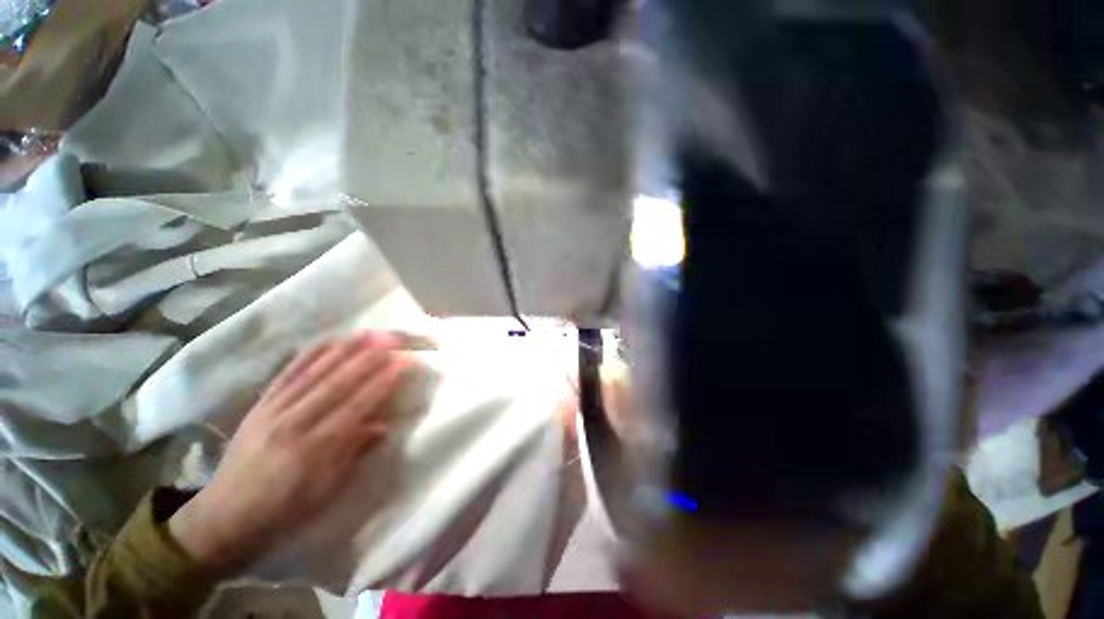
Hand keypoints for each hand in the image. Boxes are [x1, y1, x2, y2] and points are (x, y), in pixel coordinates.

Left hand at [169, 331, 408, 567]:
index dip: (383, 382)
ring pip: (315, 371)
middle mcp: (293, 423)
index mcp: (313, 449)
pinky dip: (312, 353)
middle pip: (338, 382)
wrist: (224, 517)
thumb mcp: (325, 492)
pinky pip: (289, 372)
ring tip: (372, 332)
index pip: (356, 406)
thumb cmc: (284, 509)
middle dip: (371, 357)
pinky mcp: (260, 403)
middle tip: (396, 339)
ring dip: (347, 349)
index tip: (405, 362)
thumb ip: (354, 454)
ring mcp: (273, 410)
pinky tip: (332, 340)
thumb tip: (383, 425)